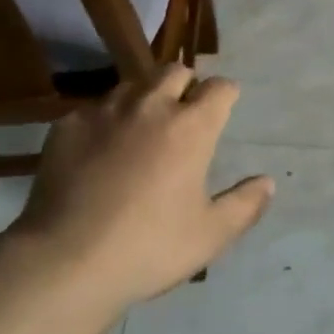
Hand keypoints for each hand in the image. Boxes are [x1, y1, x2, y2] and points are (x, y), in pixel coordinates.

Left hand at [0, 65, 273, 311]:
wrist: (66, 261)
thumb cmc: (148, 248)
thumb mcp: (210, 236)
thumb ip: (244, 205)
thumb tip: (267, 182)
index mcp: (191, 127)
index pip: (219, 88)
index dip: (226, 94)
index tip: (225, 105)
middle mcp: (151, 106)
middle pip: (175, 72)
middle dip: (185, 85)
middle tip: (183, 113)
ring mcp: (105, 111)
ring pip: (133, 84)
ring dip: (146, 97)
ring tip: (142, 126)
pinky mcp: (68, 125)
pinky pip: (95, 108)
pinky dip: (106, 120)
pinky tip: (100, 150)